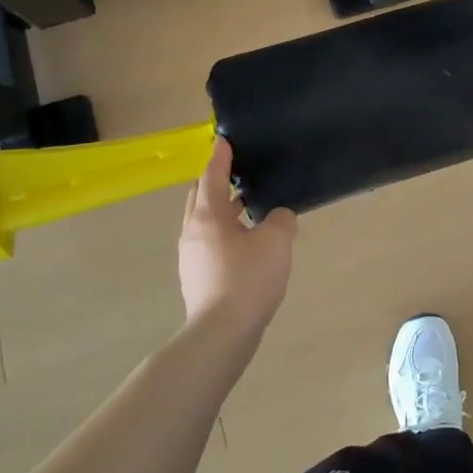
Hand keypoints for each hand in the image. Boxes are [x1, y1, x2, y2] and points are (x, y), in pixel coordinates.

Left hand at [178, 138, 296, 340]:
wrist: (222, 333)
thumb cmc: (248, 279)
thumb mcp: (276, 241)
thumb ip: (281, 219)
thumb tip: (278, 217)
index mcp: (208, 215)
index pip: (212, 175)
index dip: (220, 156)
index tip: (223, 140)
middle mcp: (193, 231)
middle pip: (201, 196)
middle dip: (215, 180)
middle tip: (236, 171)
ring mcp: (191, 256)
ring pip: (204, 221)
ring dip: (222, 209)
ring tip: (247, 206)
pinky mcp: (196, 277)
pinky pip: (209, 242)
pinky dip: (224, 231)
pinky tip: (245, 243)